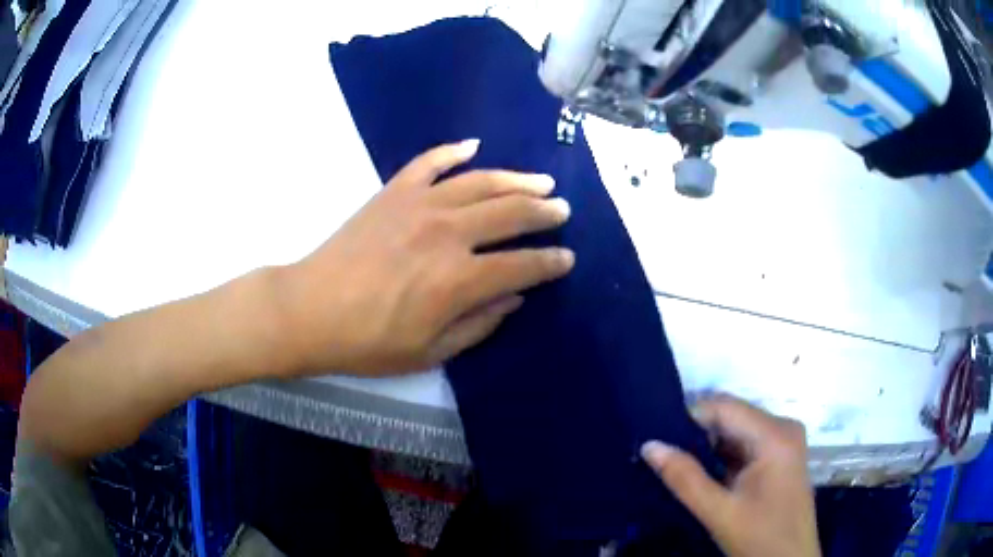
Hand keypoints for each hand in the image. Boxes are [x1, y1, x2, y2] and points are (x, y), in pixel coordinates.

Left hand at [277, 139, 573, 375]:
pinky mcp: (393, 192)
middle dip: (544, 212)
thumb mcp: (431, 351)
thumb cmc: (368, 342)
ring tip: (540, 181)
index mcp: (459, 280)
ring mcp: (419, 205)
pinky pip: (430, 162)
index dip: (551, 263)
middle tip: (562, 210)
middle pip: (511, 213)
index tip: (567, 259)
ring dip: (516, 180)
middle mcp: (448, 234)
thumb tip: (514, 297)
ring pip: (481, 182)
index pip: (523, 264)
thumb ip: (479, 323)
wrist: (310, 310)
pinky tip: (474, 146)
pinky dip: (453, 151)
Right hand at [641, 396, 820, 556]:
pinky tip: (703, 473)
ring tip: (677, 464)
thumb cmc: (760, 538)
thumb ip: (684, 478)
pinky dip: (723, 456)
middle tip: (662, 454)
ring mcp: (785, 441)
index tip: (657, 437)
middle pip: (732, 416)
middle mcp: (783, 427)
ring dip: (709, 446)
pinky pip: (746, 444)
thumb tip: (650, 445)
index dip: (688, 418)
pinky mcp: (781, 455)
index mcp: (775, 434)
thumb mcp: (719, 512)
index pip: (724, 406)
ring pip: (737, 430)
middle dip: (697, 434)